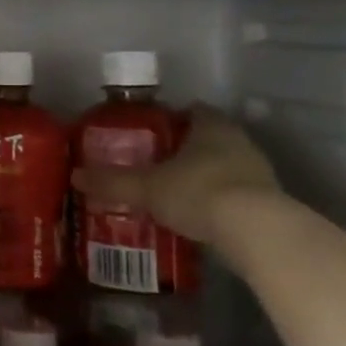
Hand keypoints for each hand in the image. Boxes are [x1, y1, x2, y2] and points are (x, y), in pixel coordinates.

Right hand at [72, 105, 279, 243]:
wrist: (258, 234)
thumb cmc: (199, 192)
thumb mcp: (146, 188)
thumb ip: (113, 182)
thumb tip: (75, 176)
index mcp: (211, 127)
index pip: (192, 111)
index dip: (171, 118)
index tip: (150, 130)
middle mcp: (239, 142)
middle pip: (209, 139)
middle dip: (185, 149)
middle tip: (155, 162)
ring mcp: (259, 174)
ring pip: (224, 167)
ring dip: (203, 177)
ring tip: (173, 191)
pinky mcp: (270, 205)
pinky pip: (236, 196)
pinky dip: (218, 202)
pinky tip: (197, 216)